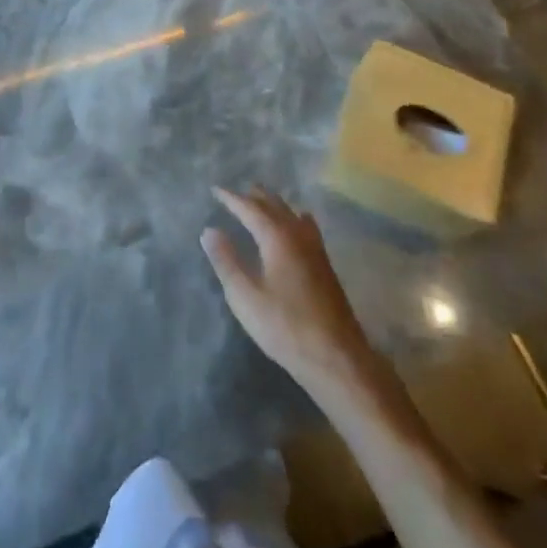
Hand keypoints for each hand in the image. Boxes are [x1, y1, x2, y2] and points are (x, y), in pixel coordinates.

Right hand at [202, 185, 383, 399]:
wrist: (337, 358)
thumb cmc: (285, 326)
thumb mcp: (245, 296)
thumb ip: (226, 261)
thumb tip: (209, 230)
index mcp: (277, 237)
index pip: (250, 208)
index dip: (231, 198)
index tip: (215, 189)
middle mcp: (298, 234)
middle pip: (274, 205)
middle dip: (254, 196)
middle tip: (236, 193)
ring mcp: (316, 249)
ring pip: (292, 213)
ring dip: (274, 204)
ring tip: (261, 203)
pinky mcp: (325, 265)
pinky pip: (305, 226)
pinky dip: (292, 217)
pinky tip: (294, 228)